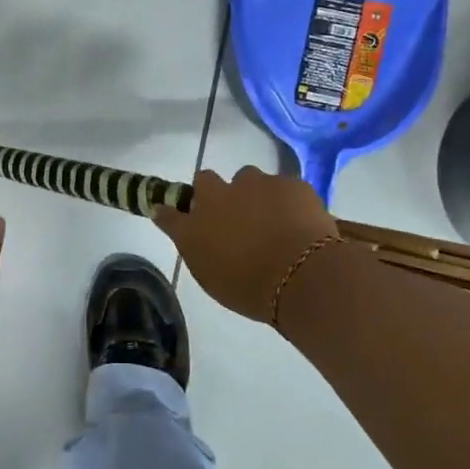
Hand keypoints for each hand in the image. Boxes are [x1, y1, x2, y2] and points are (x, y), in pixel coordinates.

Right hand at [152, 166, 337, 323]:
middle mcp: (217, 197)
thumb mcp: (213, 278)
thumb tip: (190, 232)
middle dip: (215, 192)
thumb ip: (199, 250)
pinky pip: (282, 187)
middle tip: (231, 216)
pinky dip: (286, 200)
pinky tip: (297, 221)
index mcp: (193, 226)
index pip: (168, 213)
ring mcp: (254, 185)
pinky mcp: (288, 183)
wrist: (301, 276)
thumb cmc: (250, 289)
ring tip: (270, 218)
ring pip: (247, 179)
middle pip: (205, 181)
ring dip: (252, 193)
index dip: (172, 213)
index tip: (177, 216)